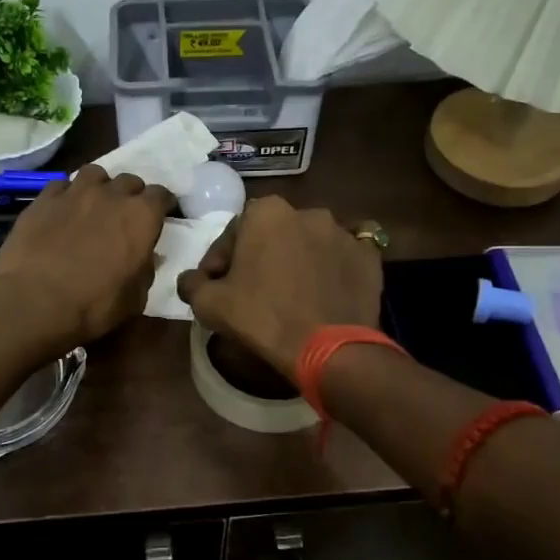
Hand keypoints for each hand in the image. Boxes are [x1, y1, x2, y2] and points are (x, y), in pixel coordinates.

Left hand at [0, 165, 172, 349]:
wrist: (34, 302)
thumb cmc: (93, 305)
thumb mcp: (135, 298)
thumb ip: (145, 270)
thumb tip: (144, 258)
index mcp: (141, 216)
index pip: (161, 195)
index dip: (162, 205)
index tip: (160, 216)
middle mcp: (111, 195)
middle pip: (129, 181)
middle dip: (131, 195)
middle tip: (125, 215)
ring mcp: (74, 192)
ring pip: (94, 174)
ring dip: (99, 187)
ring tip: (93, 205)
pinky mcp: (43, 199)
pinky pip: (61, 185)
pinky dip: (67, 195)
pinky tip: (62, 211)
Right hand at [176, 196, 383, 379]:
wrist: (327, 348)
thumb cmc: (262, 317)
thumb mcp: (210, 304)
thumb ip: (193, 284)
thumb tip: (190, 280)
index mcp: (266, 213)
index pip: (234, 231)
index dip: (221, 259)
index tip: (218, 285)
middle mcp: (308, 212)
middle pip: (274, 234)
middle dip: (261, 257)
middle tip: (253, 290)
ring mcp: (343, 233)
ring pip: (309, 245)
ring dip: (297, 262)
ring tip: (291, 295)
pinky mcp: (369, 258)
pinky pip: (343, 260)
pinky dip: (332, 272)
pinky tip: (323, 295)